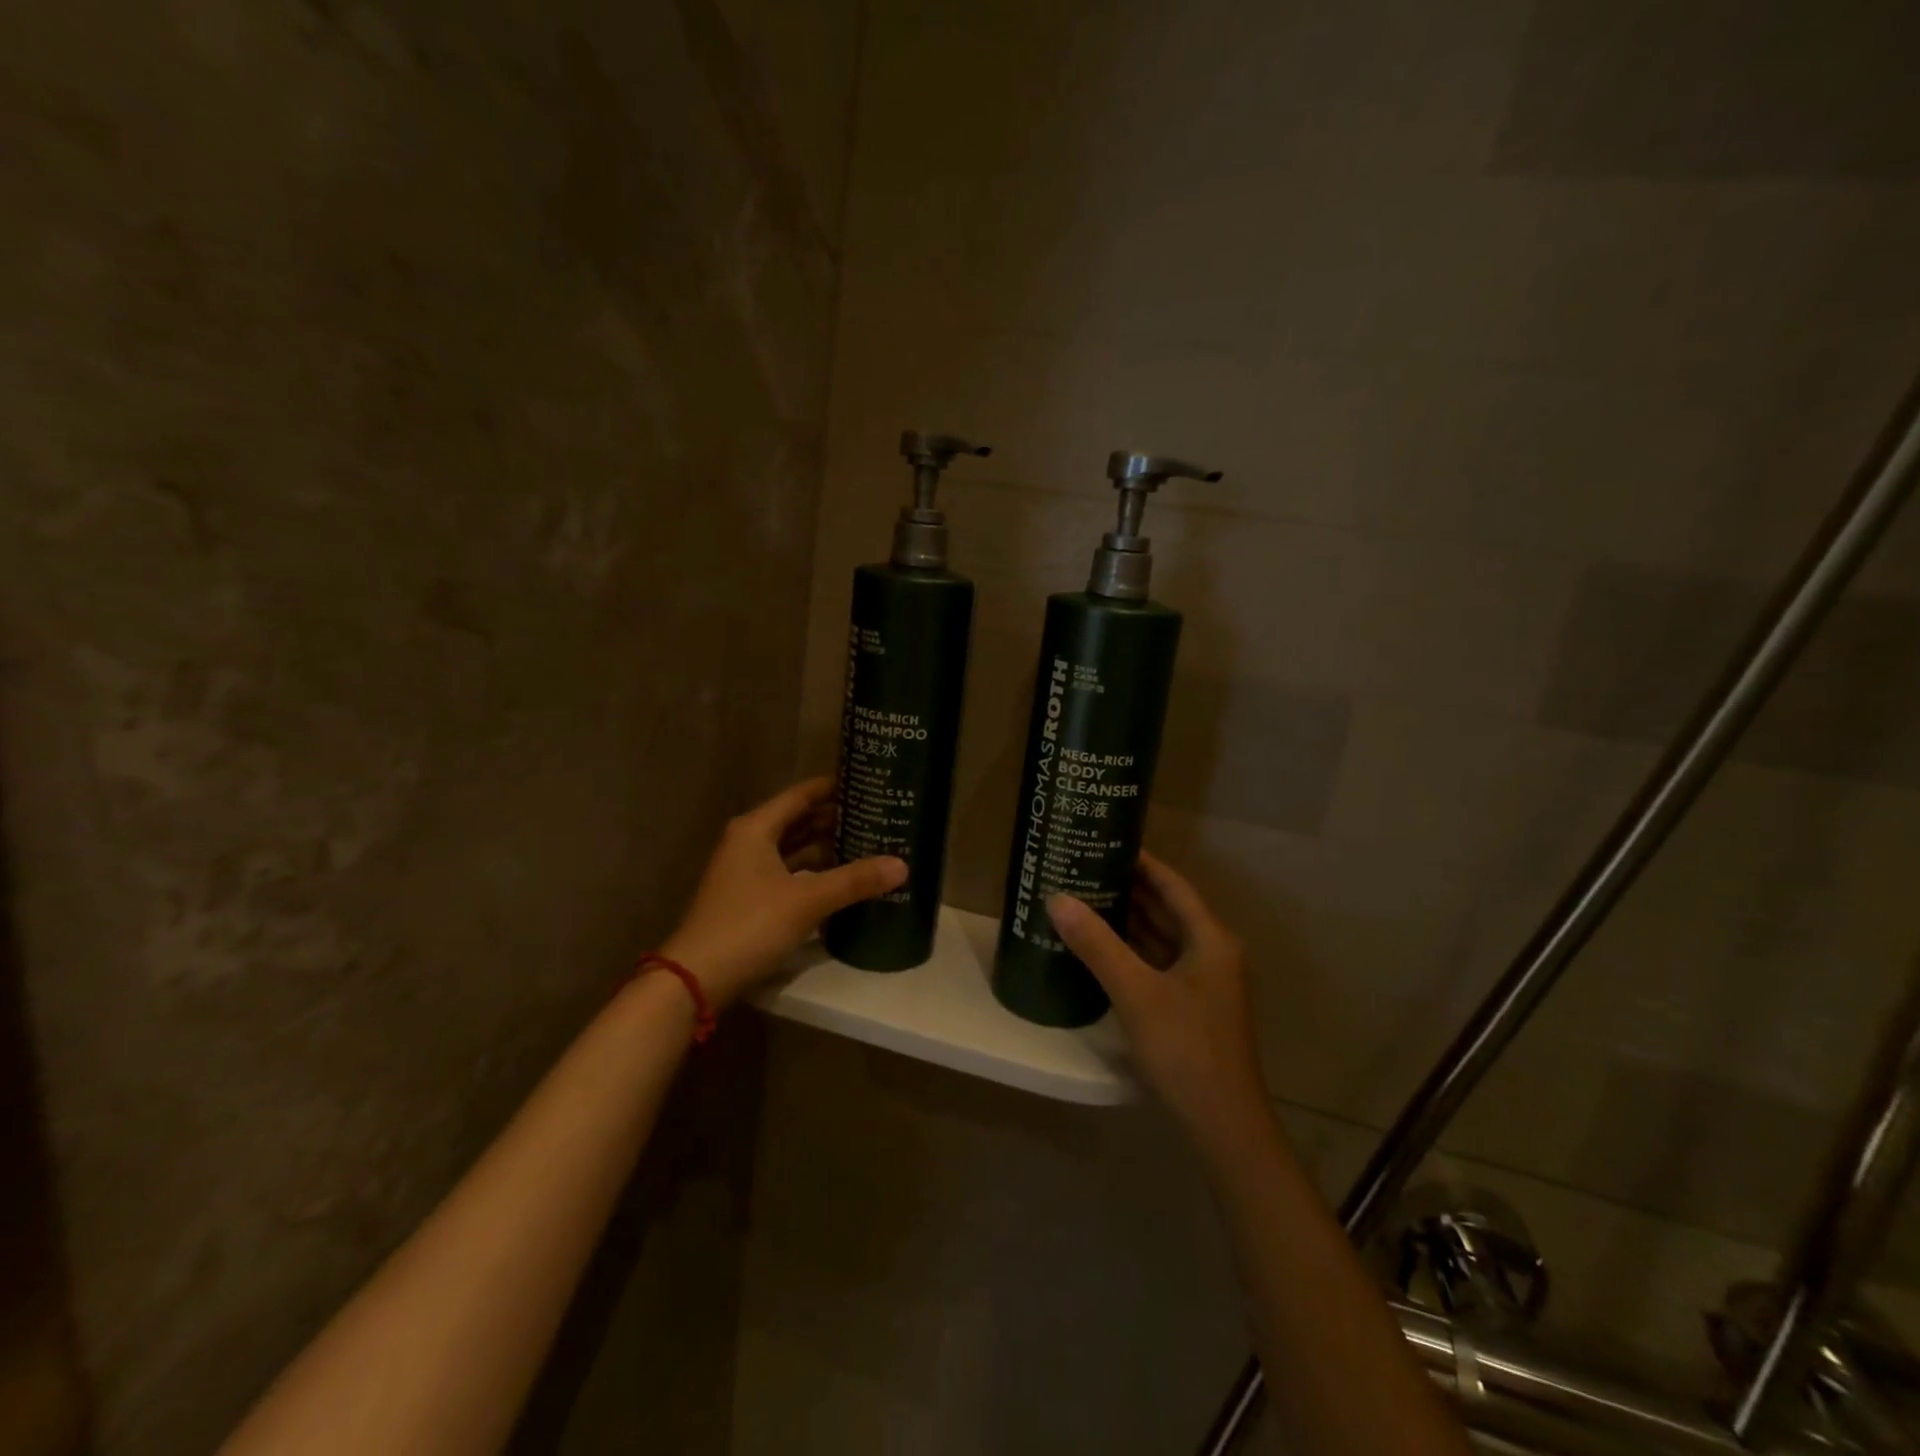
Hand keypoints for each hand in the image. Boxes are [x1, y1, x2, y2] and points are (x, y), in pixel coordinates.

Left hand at [663, 778, 905, 1009]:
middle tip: (878, 816)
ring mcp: (746, 871)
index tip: (869, 783)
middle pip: (799, 821)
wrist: (696, 978)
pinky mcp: (749, 898)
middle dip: (836, 819)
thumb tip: (902, 865)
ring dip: (826, 848)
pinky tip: (841, 880)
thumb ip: (854, 880)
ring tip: (869, 845)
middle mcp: (749, 842)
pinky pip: (788, 873)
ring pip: (794, 849)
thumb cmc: (749, 924)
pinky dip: (813, 873)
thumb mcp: (806, 900)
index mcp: (757, 828)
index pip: (802, 795)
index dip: (834, 787)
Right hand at [1049, 852, 1267, 1142]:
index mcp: (1209, 938)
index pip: (1172, 884)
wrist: (1223, 1123)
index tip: (1104, 841)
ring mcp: (1203, 981)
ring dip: (1128, 919)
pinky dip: (1132, 950)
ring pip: (1161, 937)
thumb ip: (1097, 944)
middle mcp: (1211, 952)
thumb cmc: (1186, 1048)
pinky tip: (1100, 946)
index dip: (1140, 861)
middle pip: (1167, 908)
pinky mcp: (1191, 1006)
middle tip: (1084, 867)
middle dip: (1128, 888)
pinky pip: (1158, 963)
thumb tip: (1057, 898)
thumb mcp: (1136, 992)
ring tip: (1085, 897)